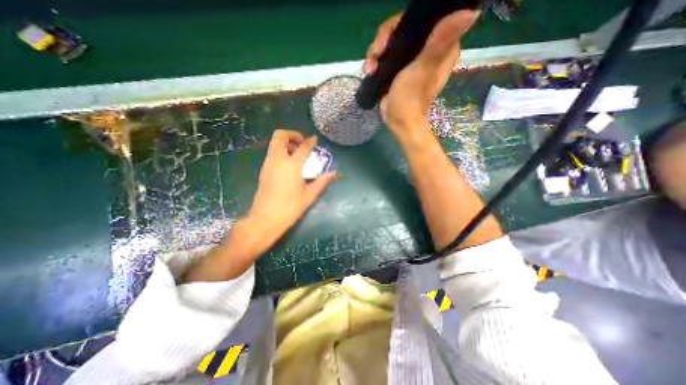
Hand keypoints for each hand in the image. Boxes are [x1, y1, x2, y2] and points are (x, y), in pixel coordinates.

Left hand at [181, 129, 334, 282]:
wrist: (265, 219)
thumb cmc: (289, 208)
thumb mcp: (309, 195)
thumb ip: (322, 181)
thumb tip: (334, 173)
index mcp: (291, 165)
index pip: (302, 147)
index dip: (310, 141)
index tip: (315, 139)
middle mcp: (277, 160)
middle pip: (280, 136)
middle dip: (292, 135)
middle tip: (302, 144)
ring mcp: (268, 164)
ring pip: (274, 143)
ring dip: (286, 143)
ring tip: (298, 154)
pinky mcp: (263, 170)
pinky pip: (272, 153)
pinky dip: (281, 151)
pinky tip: (290, 165)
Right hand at [360, 10, 478, 135]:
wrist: (399, 121)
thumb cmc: (411, 98)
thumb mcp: (423, 69)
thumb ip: (439, 42)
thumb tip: (471, 12)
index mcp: (441, 46)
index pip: (423, 18)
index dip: (401, 24)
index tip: (388, 39)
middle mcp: (427, 48)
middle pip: (401, 28)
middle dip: (383, 41)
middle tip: (375, 56)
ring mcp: (411, 59)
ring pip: (391, 42)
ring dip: (375, 53)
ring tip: (369, 69)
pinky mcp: (398, 69)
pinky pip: (385, 55)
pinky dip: (375, 61)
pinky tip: (369, 71)